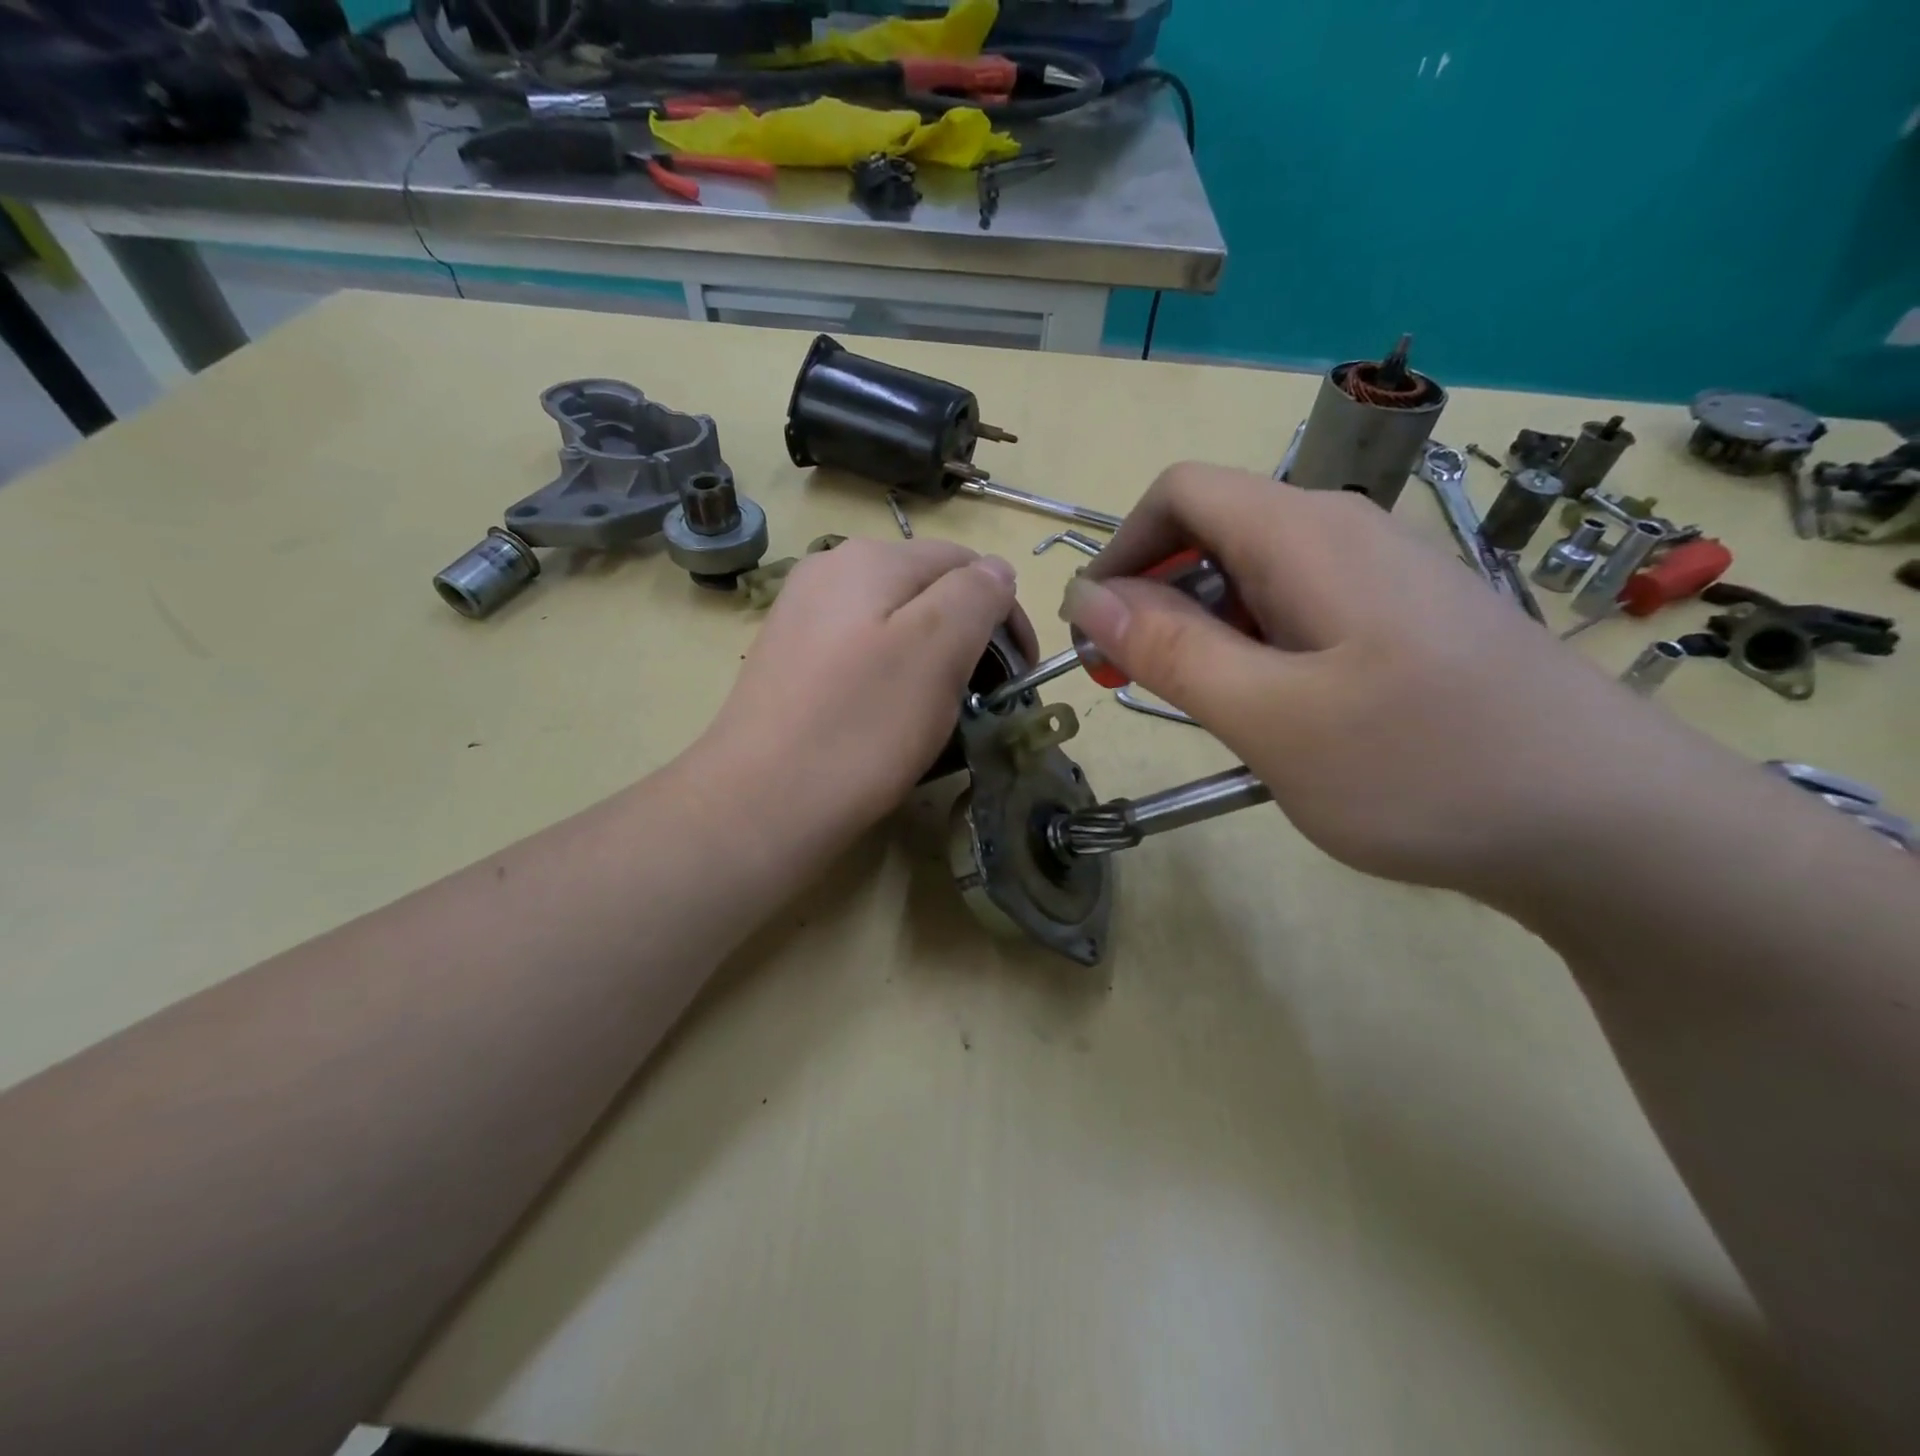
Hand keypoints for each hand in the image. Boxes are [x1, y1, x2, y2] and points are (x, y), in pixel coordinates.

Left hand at [702, 536, 1034, 834]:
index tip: (1019, 676)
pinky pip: (860, 651)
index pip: (966, 563)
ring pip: (894, 622)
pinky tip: (887, 716)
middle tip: (983, 698)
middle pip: (927, 589)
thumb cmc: (861, 726)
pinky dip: (891, 675)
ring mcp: (802, 615)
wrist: (759, 802)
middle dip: (968, 636)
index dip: (1004, 615)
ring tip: (939, 711)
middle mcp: (830, 570)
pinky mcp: (789, 659)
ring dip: (932, 658)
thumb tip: (996, 570)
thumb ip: (976, 595)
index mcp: (871, 558)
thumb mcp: (937, 649)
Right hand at [1061, 463, 1711, 900]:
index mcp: (1306, 534)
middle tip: (1138, 685)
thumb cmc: (1424, 768)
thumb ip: (1172, 650)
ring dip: (1206, 632)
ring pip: (1258, 578)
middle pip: (1216, 532)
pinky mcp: (1407, 624)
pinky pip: (1303, 613)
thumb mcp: (1270, 717)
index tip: (1094, 631)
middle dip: (1157, 598)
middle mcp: (1346, 534)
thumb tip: (1089, 599)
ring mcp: (1384, 579)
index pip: (1181, 493)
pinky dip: (1258, 651)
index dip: (1121, 550)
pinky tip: (1277, 716)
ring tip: (1206, 711)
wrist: (1614, 827)